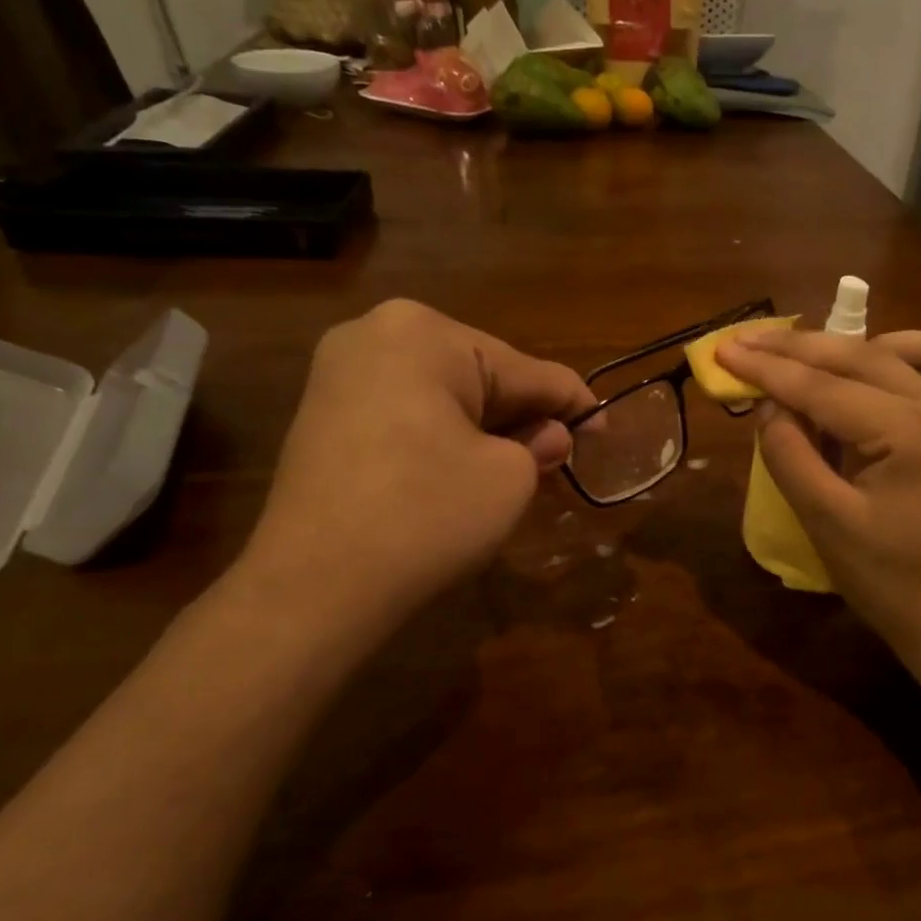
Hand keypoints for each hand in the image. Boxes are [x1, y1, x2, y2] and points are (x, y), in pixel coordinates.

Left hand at [235, 301, 595, 643]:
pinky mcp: (323, 415)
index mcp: (425, 333)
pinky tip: (467, 471)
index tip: (606, 429)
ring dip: (487, 430)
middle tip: (564, 457)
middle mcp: (375, 333)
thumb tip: (551, 437)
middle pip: (482, 377)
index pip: (526, 369)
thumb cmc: (426, 516)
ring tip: (523, 468)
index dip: (573, 405)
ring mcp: (340, 374)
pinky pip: (407, 414)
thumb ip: (540, 444)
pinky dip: (444, 438)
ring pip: (444, 396)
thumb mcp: (508, 478)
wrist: (314, 588)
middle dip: (525, 417)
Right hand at [714, 329, 920, 676]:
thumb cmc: (892, 586)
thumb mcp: (826, 524)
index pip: (824, 388)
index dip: (768, 369)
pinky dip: (901, 357)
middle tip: (744, 342)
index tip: (723, 352)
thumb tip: (769, 405)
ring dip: (850, 347)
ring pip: (903, 351)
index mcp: (911, 435)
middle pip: (860, 357)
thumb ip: (790, 456)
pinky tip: (871, 371)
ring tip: (806, 360)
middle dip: (796, 348)